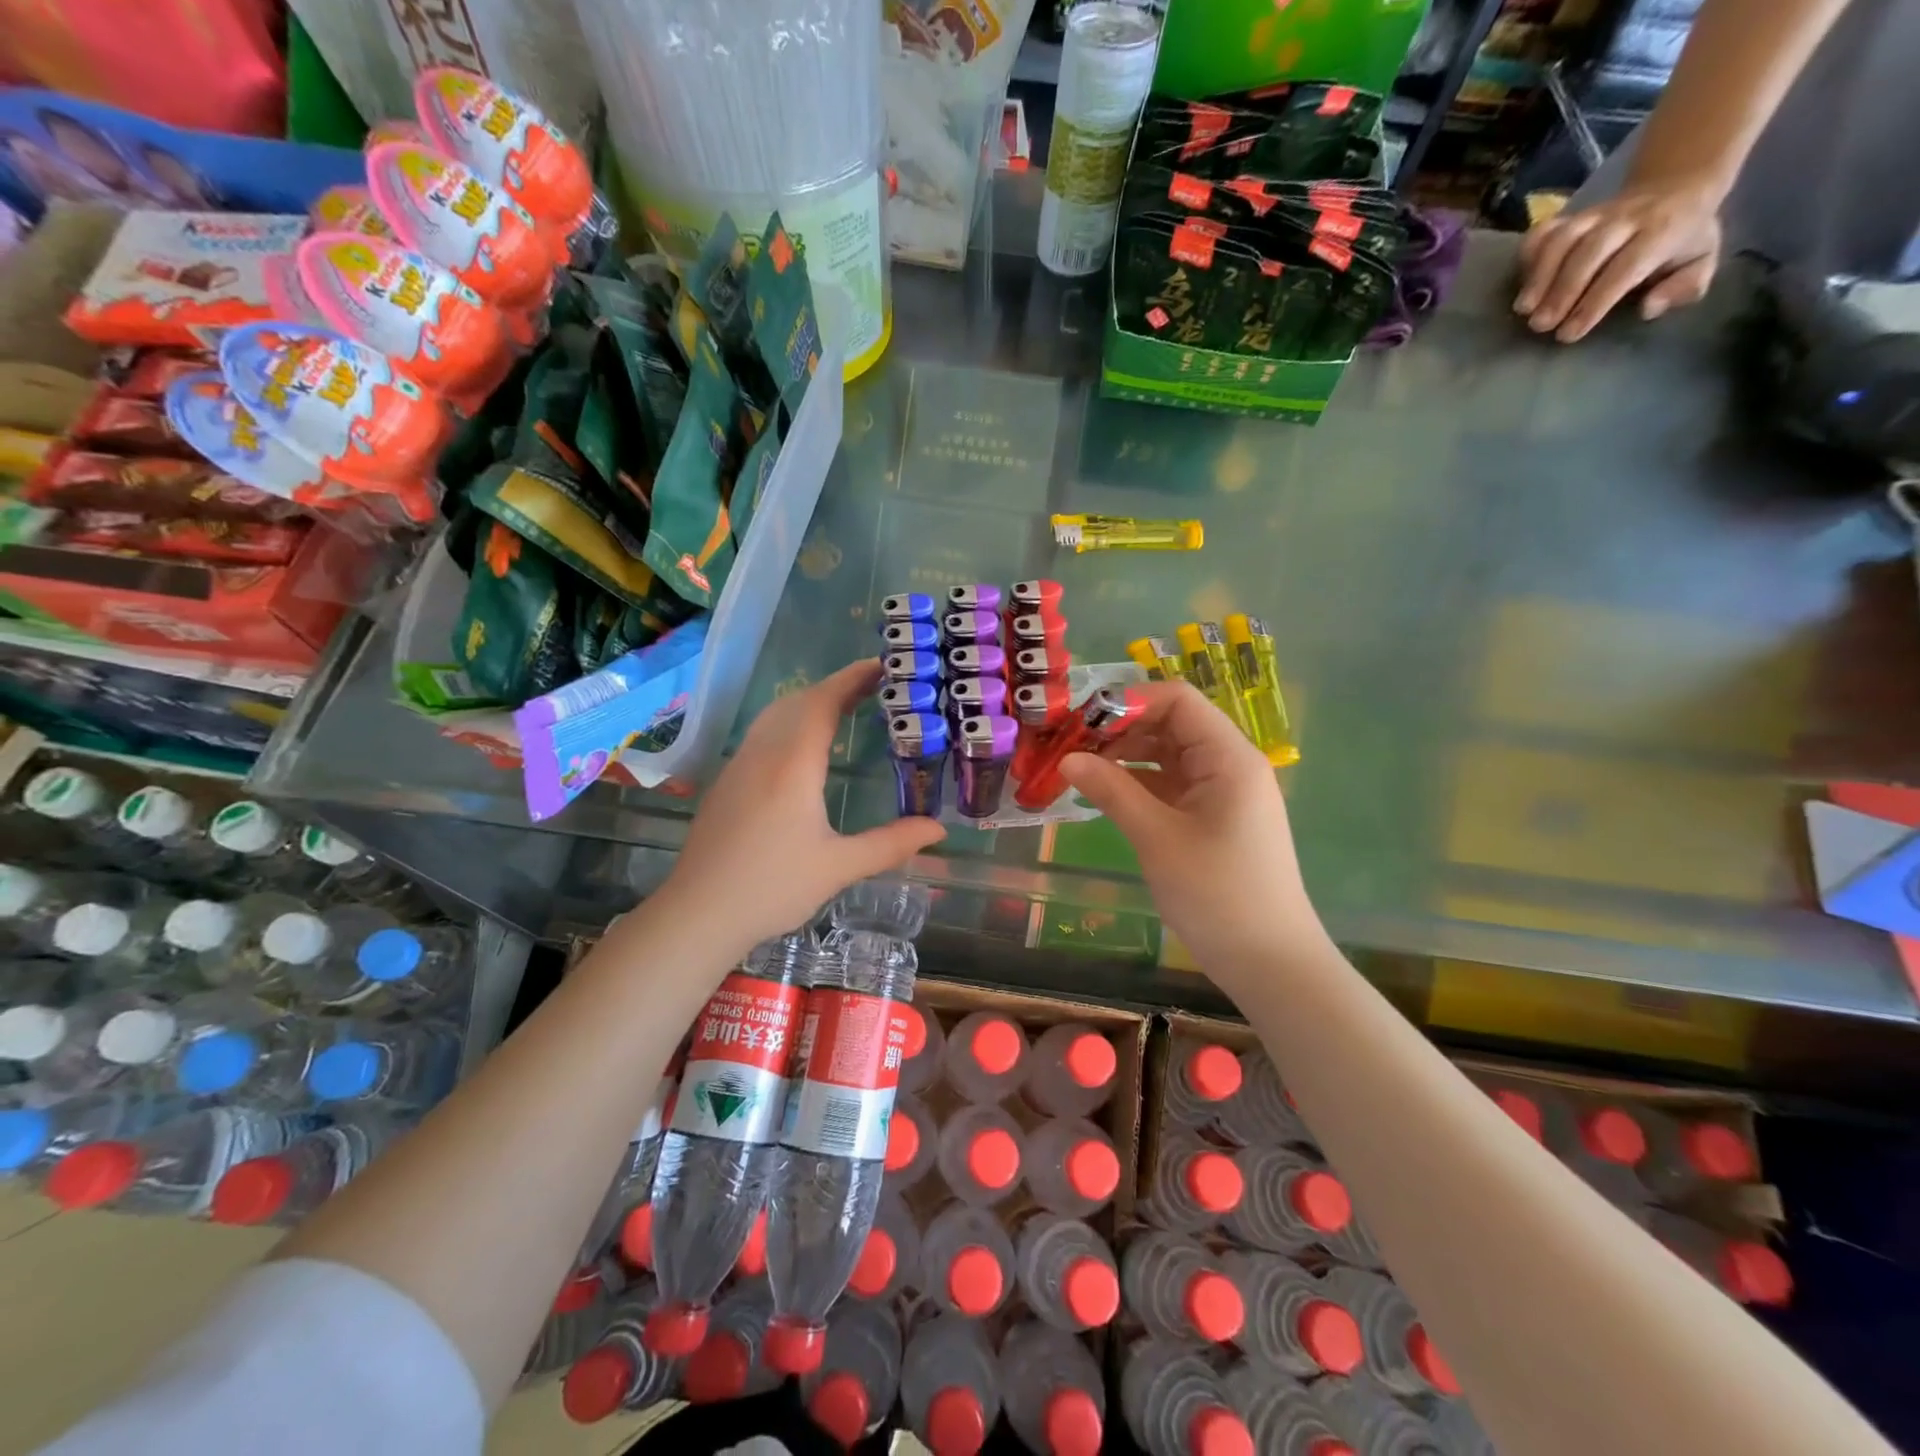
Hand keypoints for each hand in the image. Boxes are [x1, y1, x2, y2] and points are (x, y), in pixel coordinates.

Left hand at [662, 660, 945, 952]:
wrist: (698, 914)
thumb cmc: (772, 889)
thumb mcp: (839, 868)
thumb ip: (891, 844)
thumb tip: (938, 829)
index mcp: (793, 765)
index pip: (823, 702)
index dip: (852, 679)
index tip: (881, 666)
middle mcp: (762, 754)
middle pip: (798, 701)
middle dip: (835, 686)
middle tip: (874, 686)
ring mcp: (738, 766)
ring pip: (774, 715)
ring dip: (809, 701)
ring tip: (843, 707)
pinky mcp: (726, 783)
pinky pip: (761, 734)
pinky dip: (790, 722)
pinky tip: (802, 746)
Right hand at [1060, 682, 1323, 984]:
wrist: (1269, 962)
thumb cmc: (1217, 894)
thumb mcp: (1157, 838)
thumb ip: (1112, 791)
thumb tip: (1067, 759)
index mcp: (1228, 757)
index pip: (1177, 701)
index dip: (1129, 701)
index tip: (1081, 721)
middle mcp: (1229, 764)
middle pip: (1171, 724)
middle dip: (1120, 728)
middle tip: (1070, 745)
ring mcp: (1222, 793)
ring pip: (1168, 755)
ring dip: (1125, 756)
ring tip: (1078, 768)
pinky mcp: (1213, 818)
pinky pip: (1171, 785)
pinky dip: (1138, 783)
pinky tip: (1104, 792)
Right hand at [1514, 180, 1722, 341]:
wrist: (1676, 187)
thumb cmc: (1682, 240)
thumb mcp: (1702, 261)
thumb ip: (1685, 287)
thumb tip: (1649, 307)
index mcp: (1665, 229)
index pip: (1627, 266)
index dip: (1595, 301)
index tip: (1569, 333)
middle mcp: (1628, 217)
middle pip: (1589, 250)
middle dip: (1562, 290)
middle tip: (1541, 326)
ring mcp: (1596, 214)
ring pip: (1563, 239)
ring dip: (1538, 276)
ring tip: (1524, 309)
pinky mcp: (1571, 215)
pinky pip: (1545, 231)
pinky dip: (1528, 255)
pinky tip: (1522, 282)